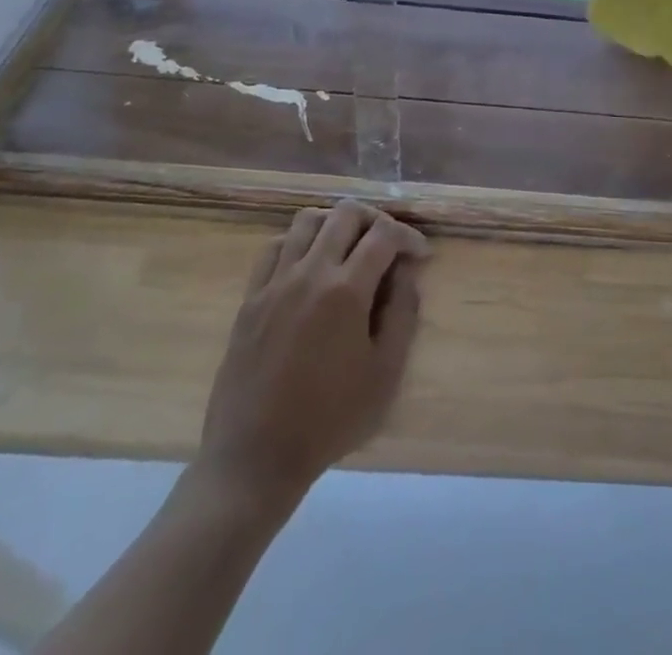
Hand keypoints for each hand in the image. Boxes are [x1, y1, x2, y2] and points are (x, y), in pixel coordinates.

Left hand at [193, 201, 428, 503]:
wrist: (255, 458)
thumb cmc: (329, 420)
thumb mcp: (385, 374)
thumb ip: (403, 314)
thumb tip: (407, 273)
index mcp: (346, 291)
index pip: (384, 234)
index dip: (408, 236)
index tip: (420, 255)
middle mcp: (309, 273)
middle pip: (345, 213)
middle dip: (375, 219)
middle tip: (388, 245)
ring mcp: (275, 282)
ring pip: (307, 220)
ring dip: (335, 224)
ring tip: (349, 248)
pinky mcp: (250, 298)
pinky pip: (275, 246)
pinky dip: (298, 242)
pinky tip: (309, 265)